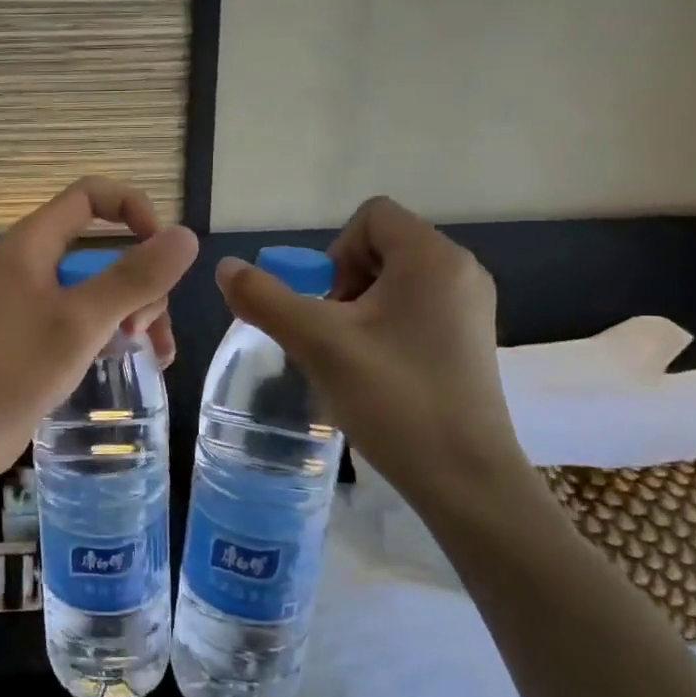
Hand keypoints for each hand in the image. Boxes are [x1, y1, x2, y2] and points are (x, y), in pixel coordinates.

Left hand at [0, 177, 198, 483]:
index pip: (92, 195)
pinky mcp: (44, 336)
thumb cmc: (16, 366)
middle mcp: (37, 263)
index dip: (133, 208)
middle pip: (107, 247)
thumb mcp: (82, 320)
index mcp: (35, 242)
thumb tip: (186, 237)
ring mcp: (40, 301)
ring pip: (106, 287)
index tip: (162, 250)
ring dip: (138, 311)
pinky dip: (119, 332)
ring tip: (153, 352)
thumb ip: (134, 278)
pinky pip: (93, 319)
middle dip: (140, 281)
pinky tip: (143, 360)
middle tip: (141, 326)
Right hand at [213, 197, 530, 515]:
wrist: (465, 480)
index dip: (334, 253)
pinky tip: (375, 373)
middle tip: (333, 336)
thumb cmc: (395, 399)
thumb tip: (226, 267)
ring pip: (393, 282)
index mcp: (433, 259)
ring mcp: (469, 308)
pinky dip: (382, 329)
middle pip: (380, 247)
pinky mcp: (468, 340)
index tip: (329, 307)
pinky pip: (412, 310)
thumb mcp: (318, 343)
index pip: (371, 216)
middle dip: (342, 284)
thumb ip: (265, 299)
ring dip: (357, 310)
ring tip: (349, 358)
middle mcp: (460, 272)